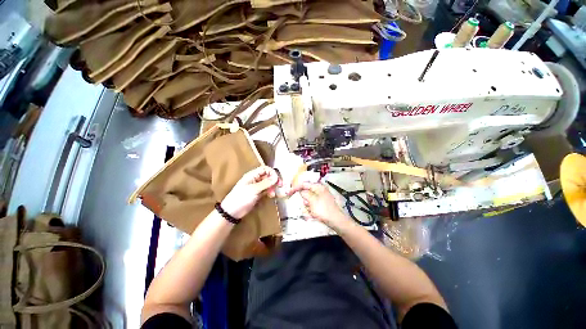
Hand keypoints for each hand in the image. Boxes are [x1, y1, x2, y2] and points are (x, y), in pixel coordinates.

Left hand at [221, 166, 280, 218]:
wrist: (232, 211)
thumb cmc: (241, 198)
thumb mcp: (254, 190)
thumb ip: (266, 183)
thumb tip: (276, 177)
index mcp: (252, 175)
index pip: (265, 169)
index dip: (272, 172)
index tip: (277, 179)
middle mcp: (255, 179)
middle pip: (268, 176)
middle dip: (274, 180)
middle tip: (280, 186)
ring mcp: (257, 187)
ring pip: (268, 183)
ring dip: (272, 187)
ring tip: (273, 194)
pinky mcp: (258, 194)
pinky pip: (266, 190)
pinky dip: (270, 192)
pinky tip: (271, 196)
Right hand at [288, 182, 351, 230]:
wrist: (336, 221)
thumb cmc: (324, 210)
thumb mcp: (312, 201)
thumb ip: (305, 194)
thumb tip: (301, 191)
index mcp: (318, 187)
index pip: (304, 184)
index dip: (295, 188)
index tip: (288, 193)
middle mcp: (319, 190)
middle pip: (306, 193)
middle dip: (305, 201)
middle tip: (308, 207)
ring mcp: (321, 198)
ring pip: (308, 201)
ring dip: (308, 207)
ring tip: (312, 213)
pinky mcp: (321, 205)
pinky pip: (312, 206)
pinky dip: (311, 211)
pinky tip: (314, 215)